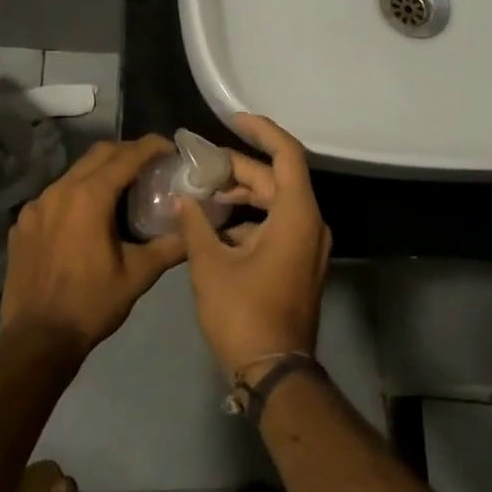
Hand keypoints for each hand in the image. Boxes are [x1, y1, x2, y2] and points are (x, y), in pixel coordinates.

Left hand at [2, 136, 186, 355]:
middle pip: (98, 155)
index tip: (170, 148)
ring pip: (73, 174)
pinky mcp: (22, 224)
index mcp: (89, 196)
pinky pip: (54, 197)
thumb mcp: (138, 275)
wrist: (36, 340)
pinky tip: (85, 221)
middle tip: (151, 165)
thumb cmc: (91, 304)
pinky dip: (75, 197)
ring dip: (100, 174)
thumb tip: (195, 228)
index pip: (126, 156)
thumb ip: (170, 246)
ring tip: (121, 191)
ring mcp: (35, 206)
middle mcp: (59, 190)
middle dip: (127, 152)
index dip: (151, 146)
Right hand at [175, 114, 331, 375]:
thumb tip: (181, 199)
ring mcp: (307, 245)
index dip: (261, 130)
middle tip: (199, 163)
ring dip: (241, 194)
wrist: (274, 372)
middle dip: (237, 168)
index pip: (286, 154)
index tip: (233, 119)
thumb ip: (195, 224)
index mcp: (297, 215)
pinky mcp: (298, 262)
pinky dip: (248, 218)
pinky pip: (276, 224)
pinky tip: (214, 223)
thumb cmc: (243, 313)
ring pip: (274, 202)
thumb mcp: (210, 265)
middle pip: (275, 179)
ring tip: (201, 191)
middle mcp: (310, 223)